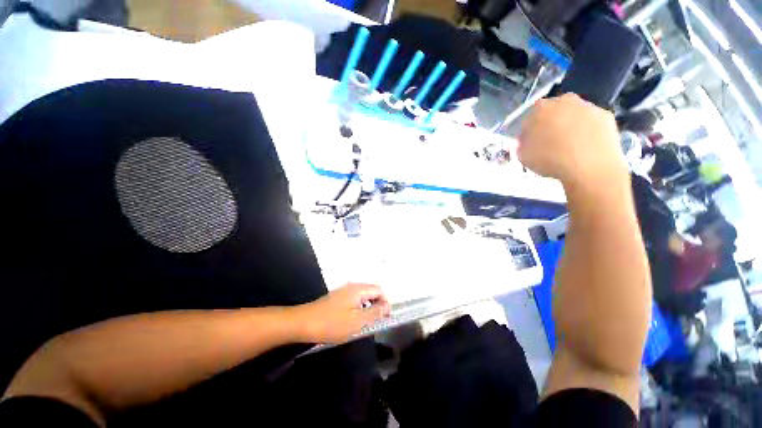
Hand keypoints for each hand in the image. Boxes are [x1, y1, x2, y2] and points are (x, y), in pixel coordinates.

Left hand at [293, 283, 389, 343]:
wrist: (303, 323)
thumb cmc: (332, 323)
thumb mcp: (357, 321)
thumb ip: (375, 312)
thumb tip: (387, 306)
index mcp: (359, 289)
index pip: (379, 290)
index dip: (386, 302)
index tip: (387, 317)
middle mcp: (353, 286)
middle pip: (372, 291)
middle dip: (378, 305)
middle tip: (378, 322)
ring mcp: (344, 291)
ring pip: (363, 296)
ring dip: (369, 307)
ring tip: (367, 323)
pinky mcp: (337, 298)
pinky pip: (354, 300)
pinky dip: (359, 308)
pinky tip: (354, 320)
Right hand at [518, 94, 626, 188]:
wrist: (589, 167)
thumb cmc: (549, 159)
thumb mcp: (523, 156)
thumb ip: (519, 145)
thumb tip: (521, 141)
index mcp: (540, 109)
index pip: (530, 116)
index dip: (529, 129)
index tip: (530, 142)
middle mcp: (564, 101)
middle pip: (554, 110)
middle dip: (551, 123)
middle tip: (549, 142)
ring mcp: (588, 106)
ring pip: (574, 115)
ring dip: (570, 126)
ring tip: (568, 147)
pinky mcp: (606, 116)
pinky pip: (591, 122)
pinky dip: (587, 131)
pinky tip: (585, 147)